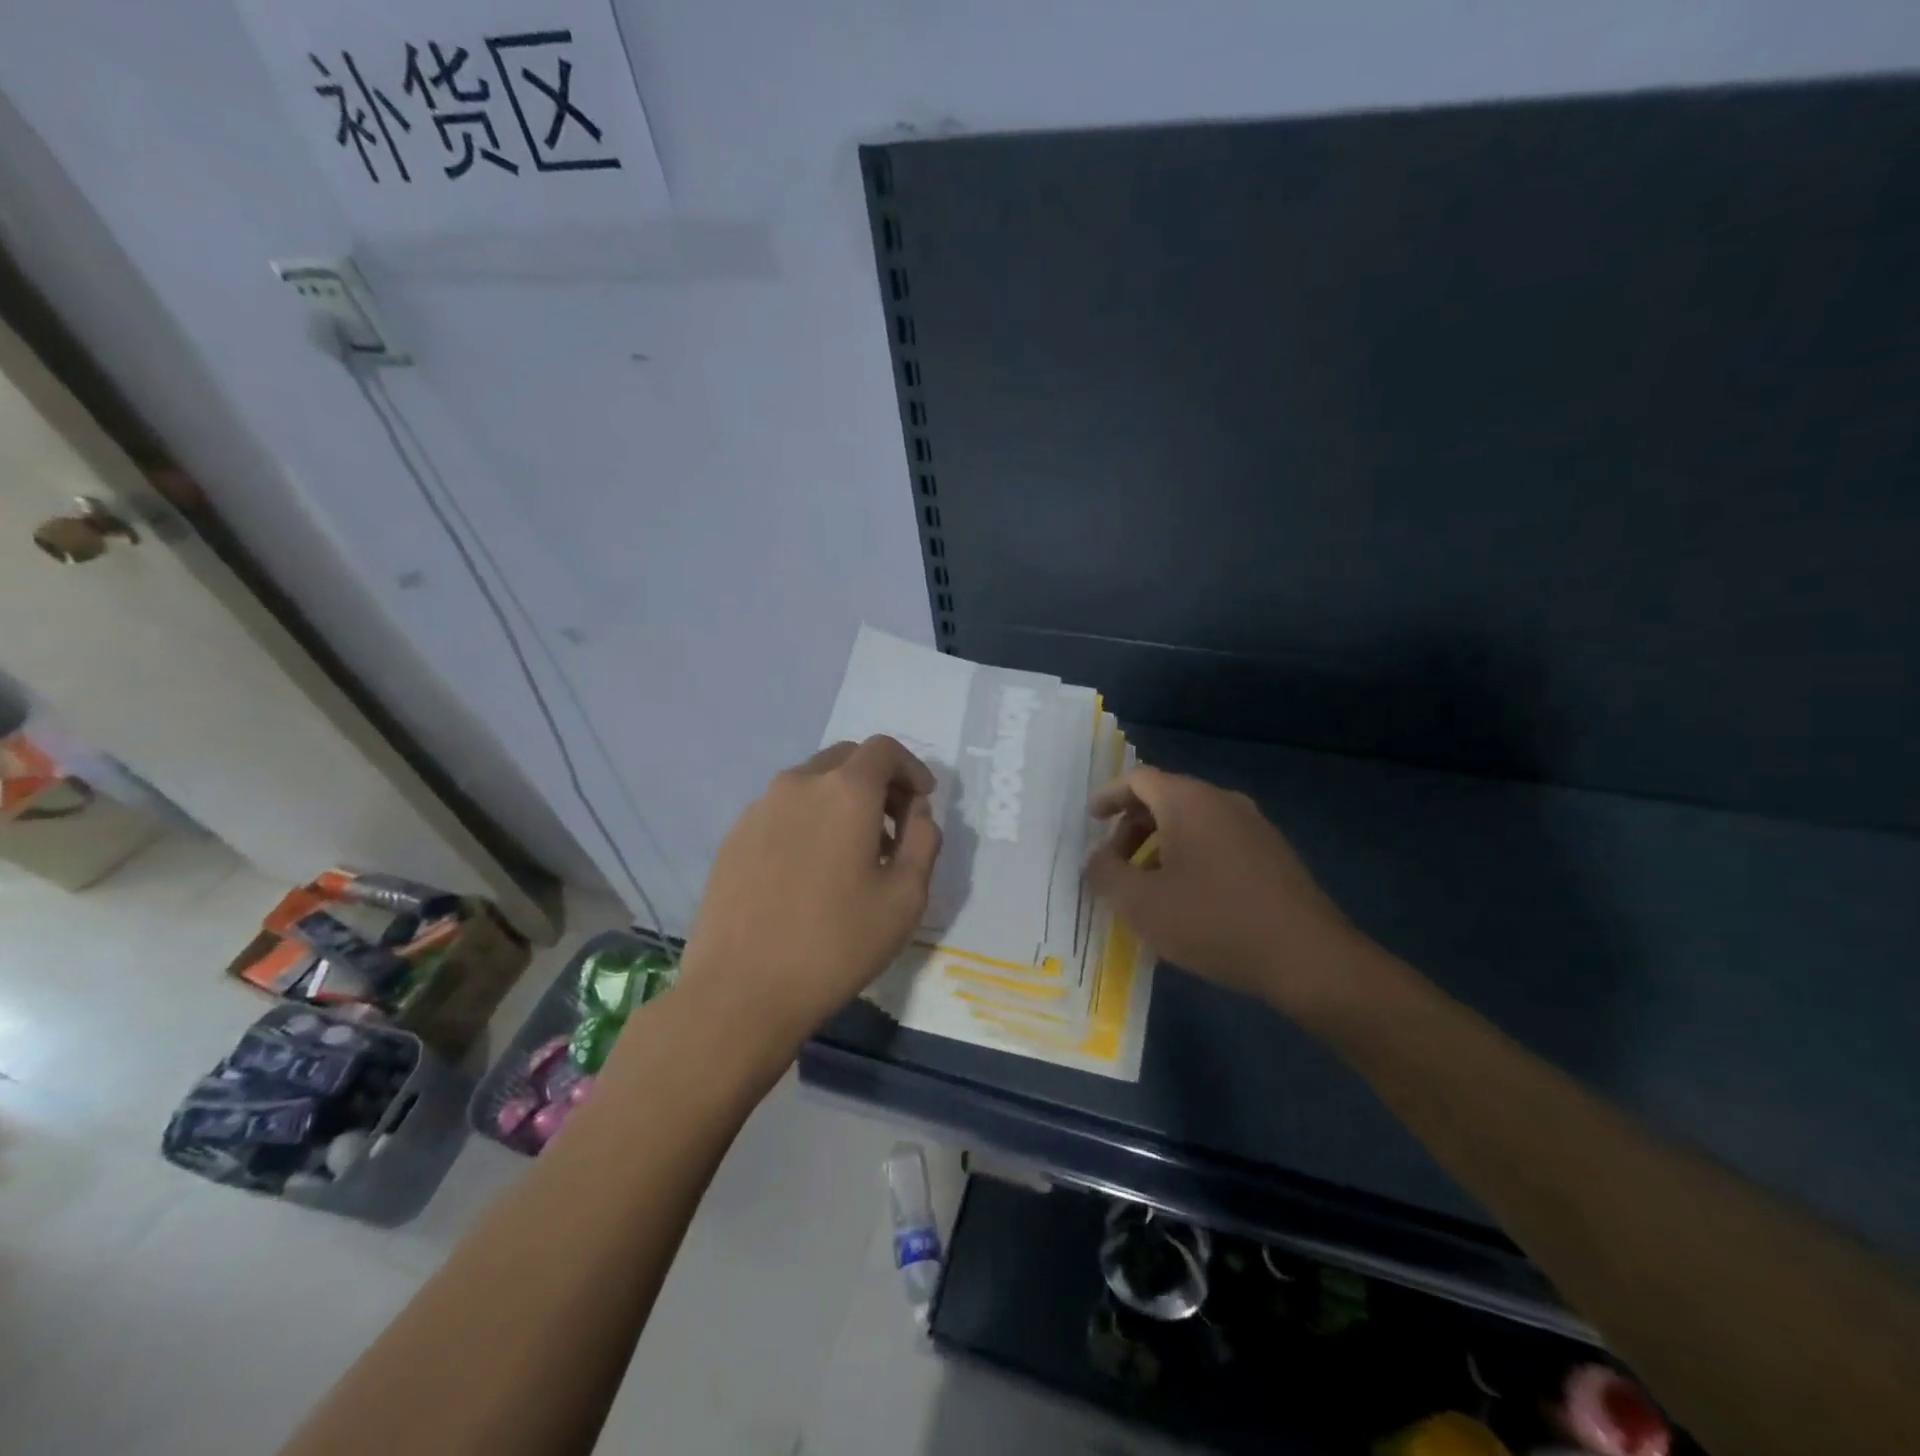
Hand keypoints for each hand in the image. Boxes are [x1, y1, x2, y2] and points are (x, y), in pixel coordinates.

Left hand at [677, 736, 941, 1051]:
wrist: (740, 990)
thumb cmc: (836, 943)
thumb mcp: (906, 897)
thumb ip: (923, 839)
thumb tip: (916, 811)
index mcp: (845, 791)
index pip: (884, 750)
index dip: (911, 768)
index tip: (922, 802)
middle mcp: (799, 784)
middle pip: (846, 759)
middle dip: (878, 782)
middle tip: (893, 827)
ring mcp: (759, 808)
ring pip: (811, 782)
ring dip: (841, 800)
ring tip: (852, 854)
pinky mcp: (734, 836)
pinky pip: (782, 809)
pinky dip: (808, 819)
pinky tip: (810, 870)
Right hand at [1085, 766, 1366, 1018]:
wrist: (1308, 959)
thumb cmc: (1213, 922)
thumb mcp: (1140, 904)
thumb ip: (1105, 874)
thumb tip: (1096, 859)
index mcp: (1189, 801)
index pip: (1138, 780)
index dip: (1109, 796)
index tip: (1090, 820)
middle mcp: (1223, 802)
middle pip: (1165, 798)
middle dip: (1132, 828)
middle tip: (1114, 864)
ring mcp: (1254, 826)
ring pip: (1193, 822)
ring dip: (1160, 846)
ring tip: (1147, 887)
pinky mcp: (1273, 854)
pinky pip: (1218, 841)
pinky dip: (1190, 856)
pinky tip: (1187, 899)